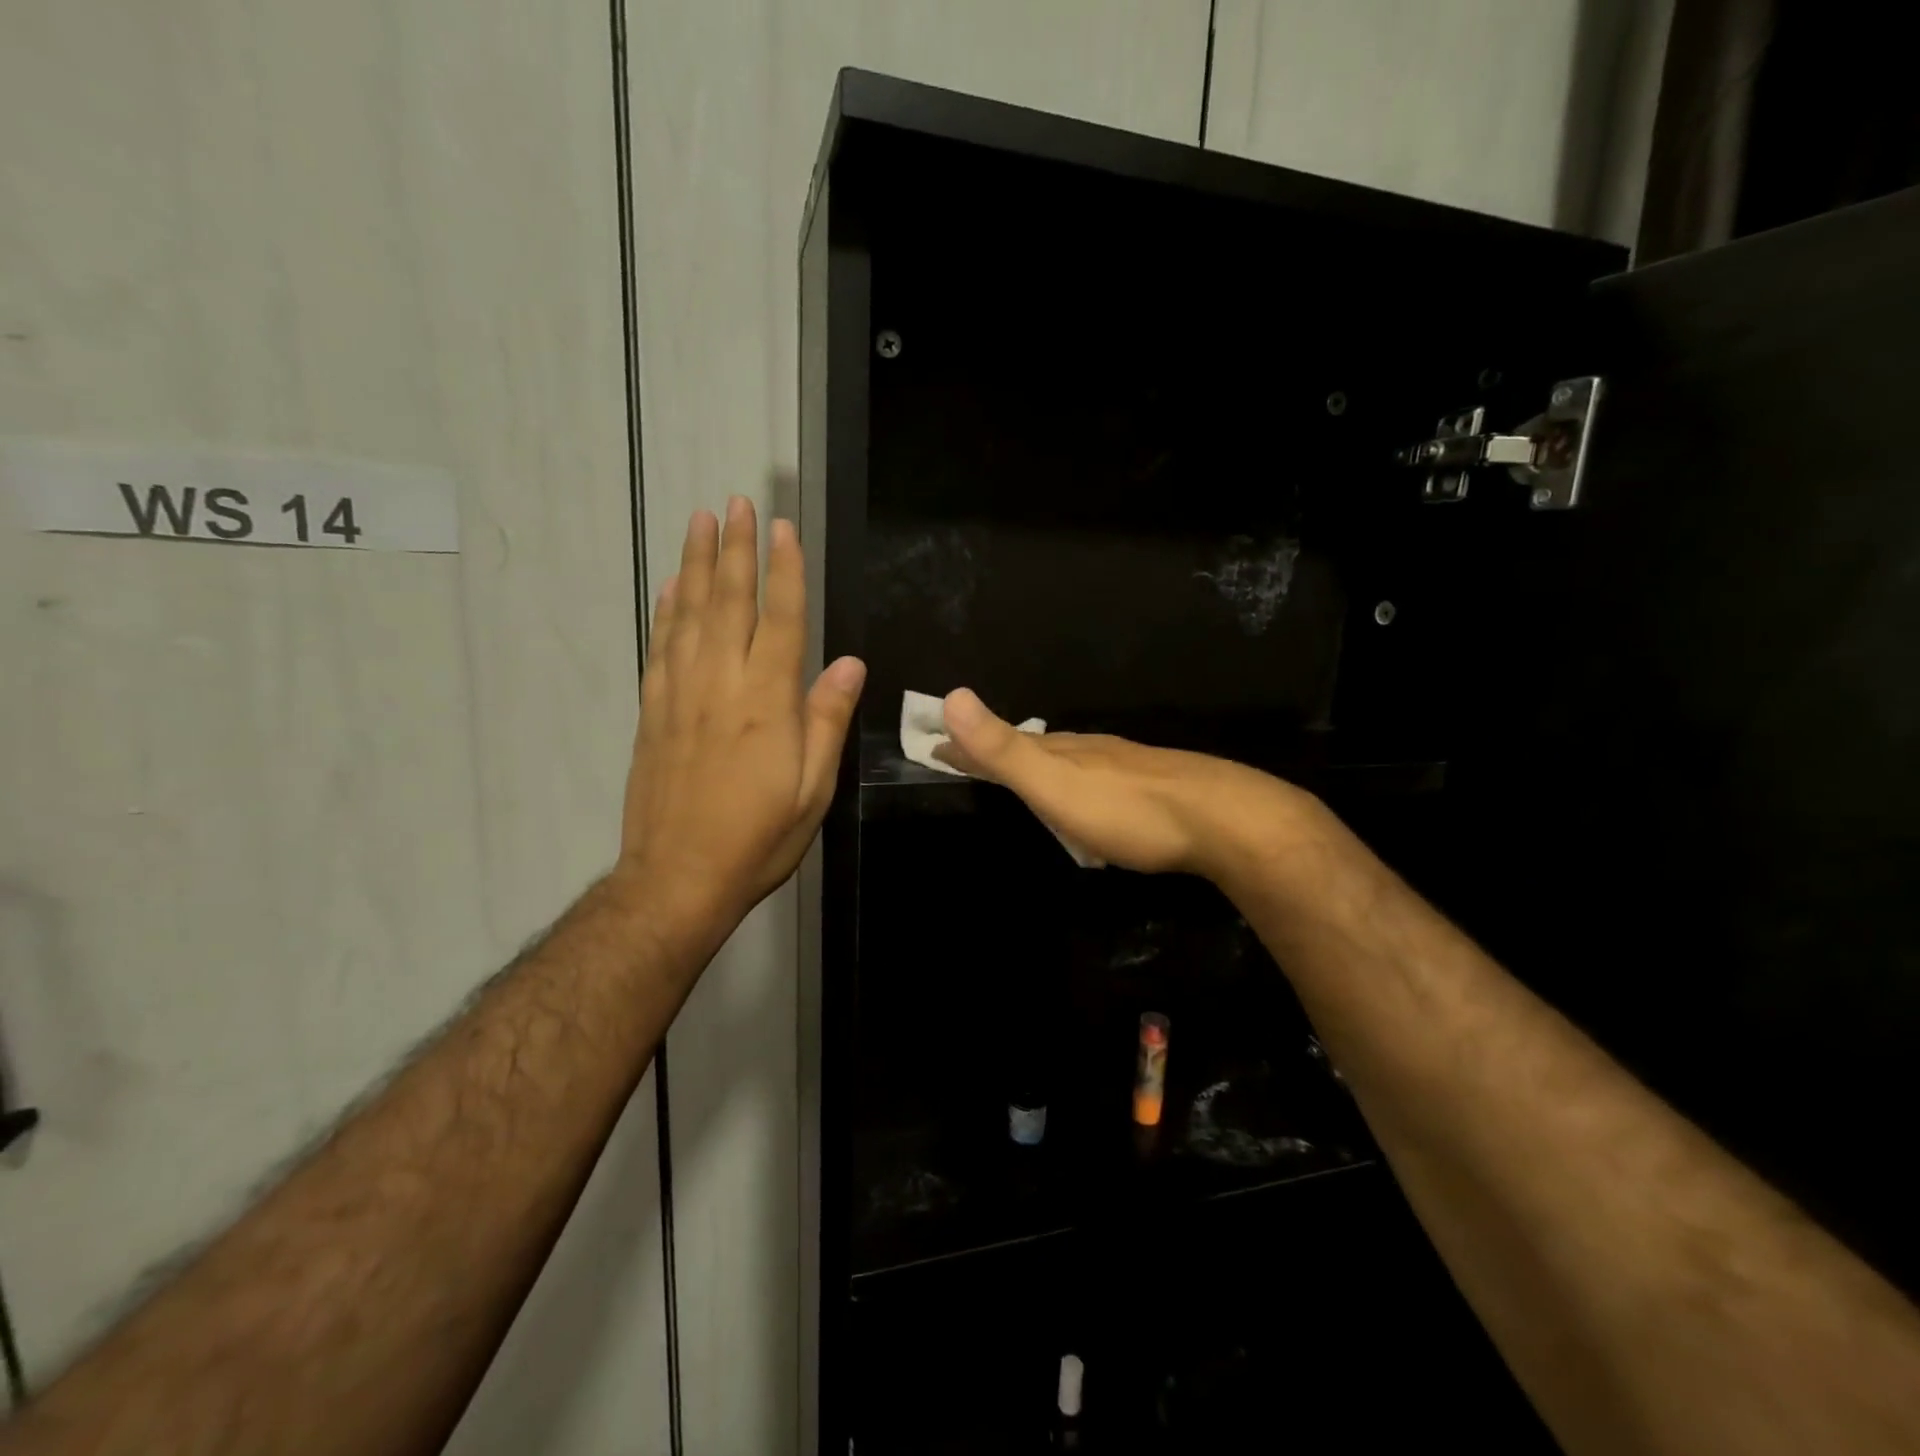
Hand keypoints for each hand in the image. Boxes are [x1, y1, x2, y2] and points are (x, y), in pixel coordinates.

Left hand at [616, 499, 865, 946]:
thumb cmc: (758, 837)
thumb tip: (848, 664)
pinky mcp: (652, 713)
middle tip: (736, 503)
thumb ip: (826, 720)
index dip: (783, 570)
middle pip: (727, 602)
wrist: (678, 878)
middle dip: (736, 549)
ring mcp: (678, 695)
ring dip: (695, 565)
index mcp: (765, 702)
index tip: (783, 527)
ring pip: (687, 615)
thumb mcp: (813, 789)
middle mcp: (719, 685)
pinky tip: (669, 588)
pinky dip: (664, 611)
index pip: (778, 620)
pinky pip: (658, 647)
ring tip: (700, 524)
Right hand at [938, 688, 1304, 877]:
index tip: (933, 746)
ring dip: (1038, 766)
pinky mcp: (1151, 789)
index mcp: (1061, 750)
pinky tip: (1087, 799)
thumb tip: (951, 695)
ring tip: (1022, 777)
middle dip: (998, 753)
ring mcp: (1123, 767)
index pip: (1000, 742)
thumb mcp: (1055, 782)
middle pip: (1033, 747)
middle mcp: (1089, 751)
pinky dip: (1074, 784)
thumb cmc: (1126, 809)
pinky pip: (1097, 780)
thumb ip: (1004, 748)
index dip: (965, 746)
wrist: (1219, 820)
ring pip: (1069, 761)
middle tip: (970, 760)